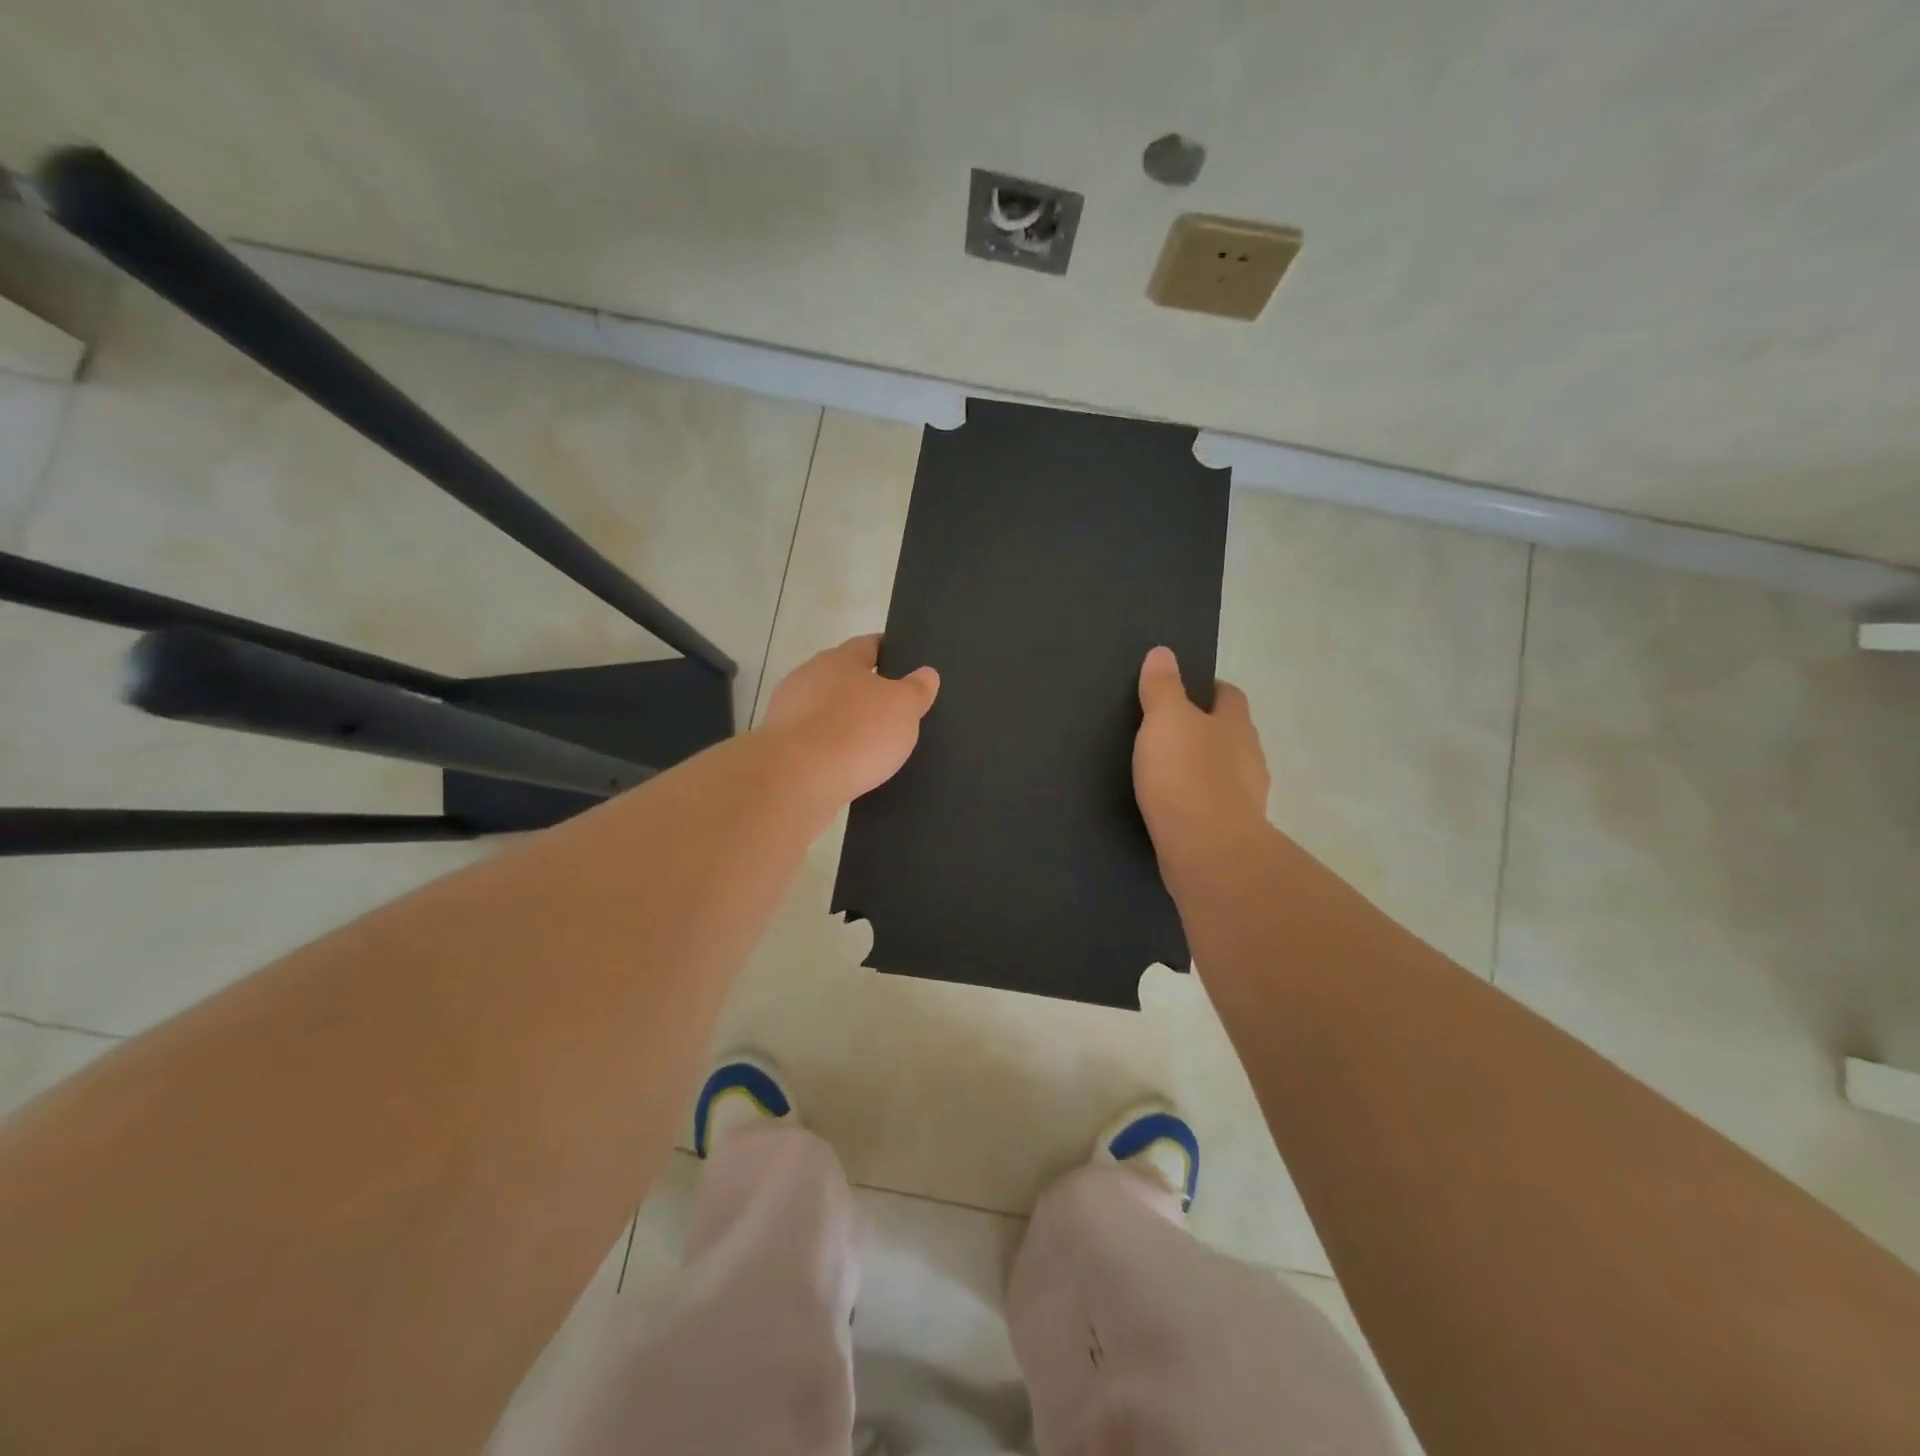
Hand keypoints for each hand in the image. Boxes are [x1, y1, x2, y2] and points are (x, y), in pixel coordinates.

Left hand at [761, 634, 939, 805]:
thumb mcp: (903, 707)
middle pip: (844, 677)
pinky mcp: (780, 746)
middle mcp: (808, 677)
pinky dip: (831, 748)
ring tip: (873, 743)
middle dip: (867, 690)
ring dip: (846, 722)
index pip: (869, 644)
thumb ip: (917, 688)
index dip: (890, 651)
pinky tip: (848, 765)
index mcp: (839, 659)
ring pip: (826, 710)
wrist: (796, 780)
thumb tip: (926, 673)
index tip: (906, 662)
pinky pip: (815, 741)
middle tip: (895, 709)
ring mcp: (788, 712)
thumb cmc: (856, 732)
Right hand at [1133, 646, 1270, 870]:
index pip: (1229, 695)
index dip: (1208, 689)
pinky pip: (1217, 806)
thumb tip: (1163, 652)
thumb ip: (1163, 686)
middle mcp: (1250, 756)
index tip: (1182, 692)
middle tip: (1169, 732)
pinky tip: (1177, 808)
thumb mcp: (1165, 720)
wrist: (1208, 852)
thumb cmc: (1186, 776)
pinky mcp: (1235, 831)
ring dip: (1205, 768)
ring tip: (1169, 772)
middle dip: (1207, 729)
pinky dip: (1200, 802)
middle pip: (1231, 733)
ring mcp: (1248, 797)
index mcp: (1235, 723)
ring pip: (1227, 771)